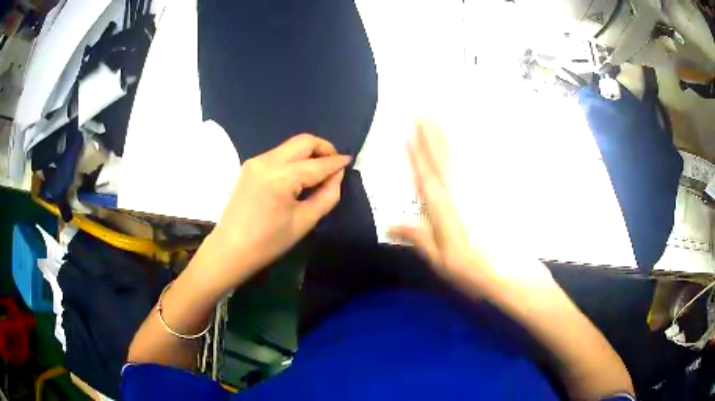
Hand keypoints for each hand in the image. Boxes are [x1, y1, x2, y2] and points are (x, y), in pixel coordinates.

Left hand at [210, 134, 350, 282]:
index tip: (349, 161)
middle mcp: (267, 161)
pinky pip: (279, 154)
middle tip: (335, 163)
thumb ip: (327, 195)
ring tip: (319, 171)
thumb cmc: (269, 242)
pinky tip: (299, 175)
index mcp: (281, 177)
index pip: (317, 164)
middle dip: (323, 148)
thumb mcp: (305, 221)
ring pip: (290, 146)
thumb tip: (337, 176)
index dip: (336, 162)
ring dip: (308, 153)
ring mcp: (256, 161)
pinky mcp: (250, 165)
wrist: (231, 249)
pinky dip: (294, 159)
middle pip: (303, 141)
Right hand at [389, 121, 553, 290]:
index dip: (416, 155)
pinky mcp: (491, 196)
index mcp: (443, 209)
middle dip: (431, 136)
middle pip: (442, 161)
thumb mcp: (439, 260)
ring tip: (441, 119)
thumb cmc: (472, 270)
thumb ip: (418, 238)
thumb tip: (391, 225)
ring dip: (448, 138)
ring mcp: (477, 192)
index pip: (425, 177)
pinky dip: (470, 152)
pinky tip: (468, 144)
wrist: (510, 273)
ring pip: (459, 160)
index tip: (409, 133)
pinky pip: (477, 168)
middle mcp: (459, 195)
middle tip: (424, 113)